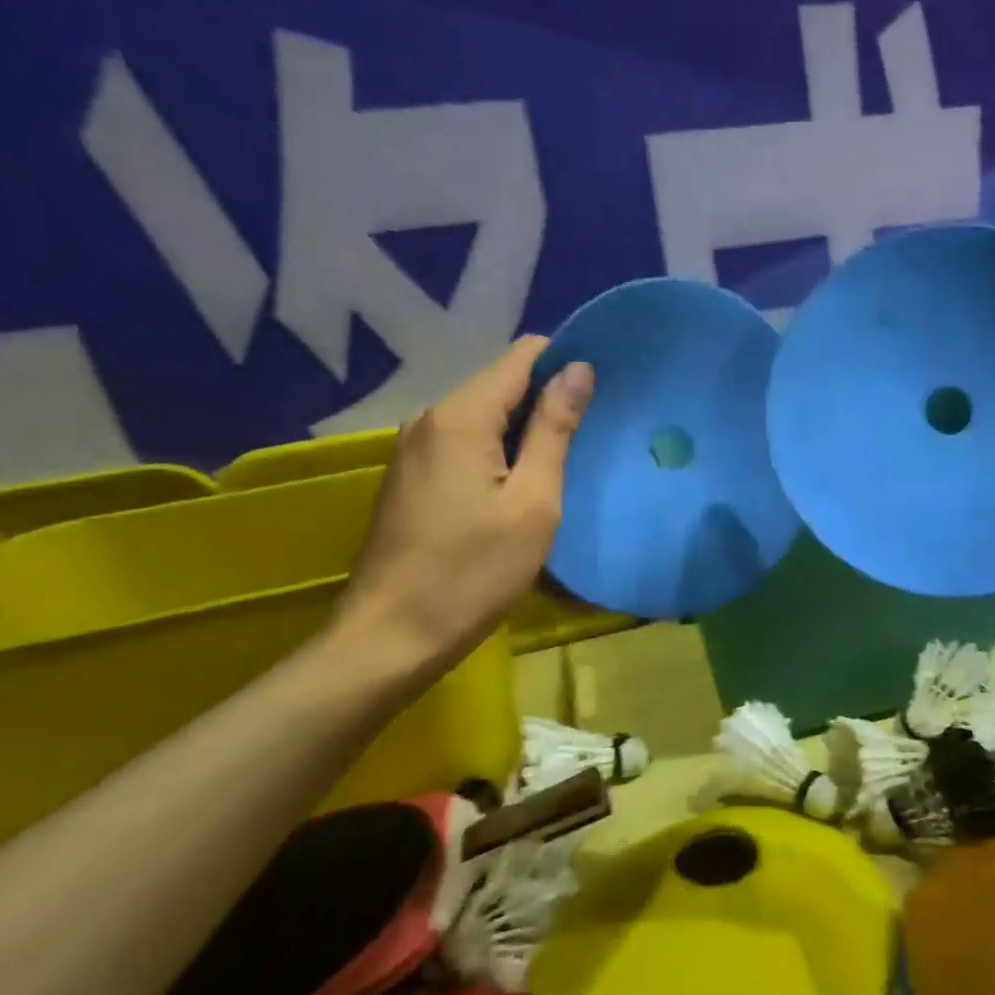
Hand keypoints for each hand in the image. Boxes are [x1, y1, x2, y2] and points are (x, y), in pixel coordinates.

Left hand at [335, 336, 593, 669]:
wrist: (391, 637)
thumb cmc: (473, 571)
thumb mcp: (533, 501)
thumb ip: (554, 430)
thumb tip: (578, 369)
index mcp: (461, 416)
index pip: (522, 356)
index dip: (565, 363)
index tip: (602, 391)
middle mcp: (430, 418)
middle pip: (502, 385)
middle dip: (547, 401)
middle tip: (591, 437)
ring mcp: (414, 448)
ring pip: (485, 417)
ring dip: (524, 432)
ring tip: (564, 464)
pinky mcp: (410, 477)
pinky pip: (465, 444)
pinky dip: (499, 454)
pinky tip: (520, 488)